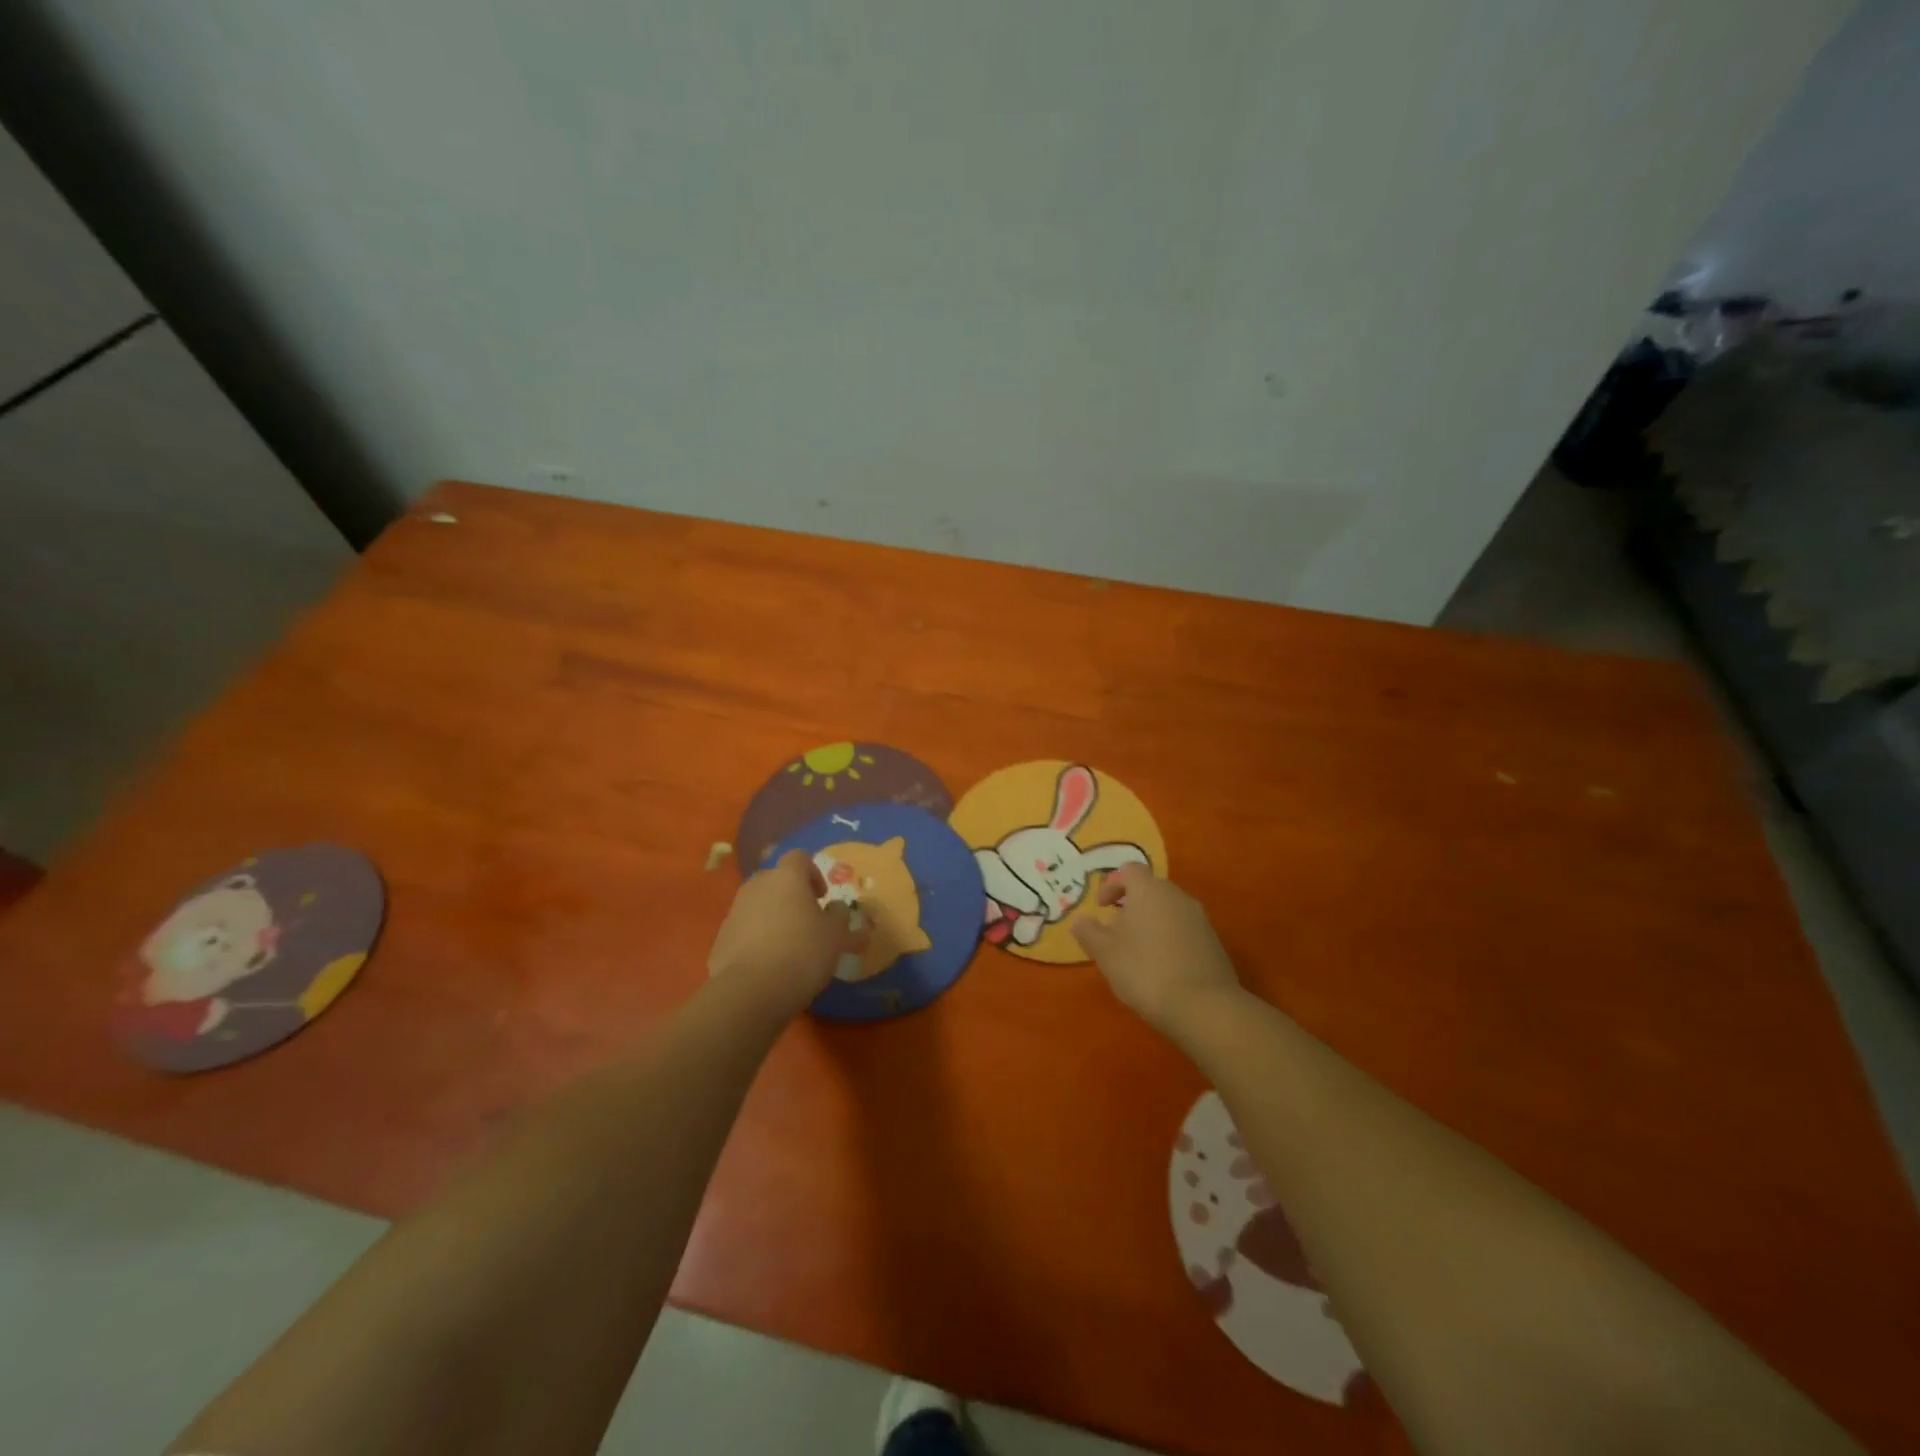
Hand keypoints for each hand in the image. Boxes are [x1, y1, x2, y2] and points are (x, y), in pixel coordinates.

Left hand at [708, 851, 850, 1020]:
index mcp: (786, 877)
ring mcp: (735, 911)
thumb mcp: (836, 935)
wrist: (751, 991)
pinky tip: (768, 964)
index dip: (813, 873)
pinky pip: (744, 930)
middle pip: (776, 880)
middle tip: (806, 920)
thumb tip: (836, 907)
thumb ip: (839, 915)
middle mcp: (757, 886)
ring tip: (787, 946)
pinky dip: (756, 939)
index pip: (799, 857)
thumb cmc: (802, 953)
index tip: (822, 898)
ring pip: (758, 905)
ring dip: (773, 917)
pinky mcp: (720, 938)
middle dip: (791, 895)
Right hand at [1071, 865, 1242, 1036]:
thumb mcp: (1105, 954)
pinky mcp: (1214, 942)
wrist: (1204, 1006)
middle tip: (1116, 931)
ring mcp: (1199, 919)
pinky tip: (1162, 967)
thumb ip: (1089, 932)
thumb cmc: (1145, 971)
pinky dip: (1170, 939)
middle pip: (1151, 889)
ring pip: (1169, 910)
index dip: (1112, 884)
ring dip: (1151, 923)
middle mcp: (1177, 896)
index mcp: (1149, 890)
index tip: (1101, 907)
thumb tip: (1081, 920)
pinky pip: (1185, 930)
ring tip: (1138, 952)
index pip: (1129, 870)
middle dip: (1131, 905)